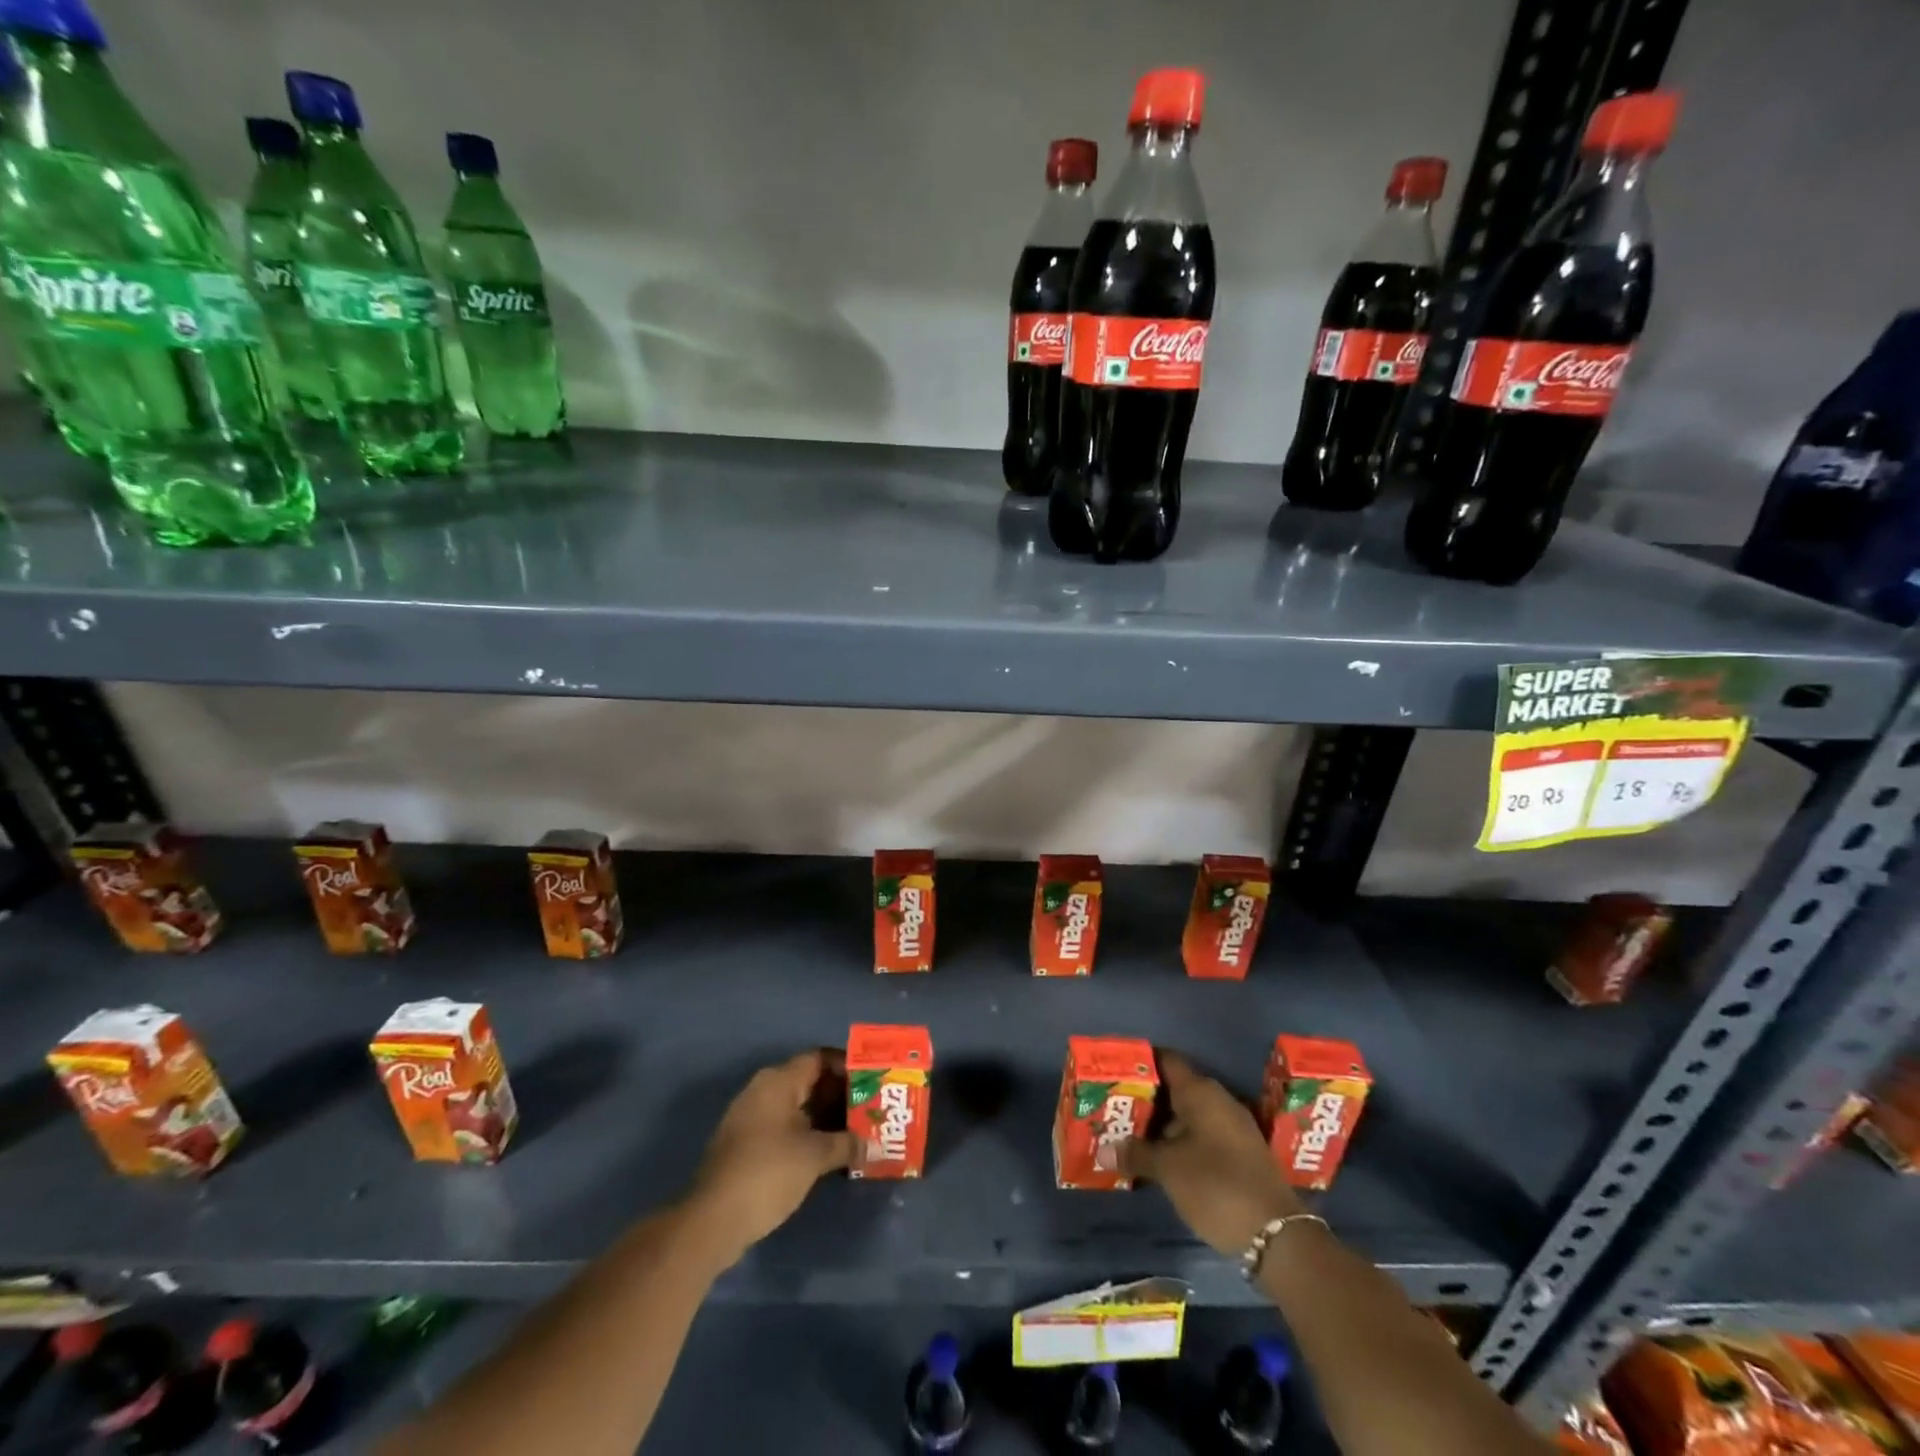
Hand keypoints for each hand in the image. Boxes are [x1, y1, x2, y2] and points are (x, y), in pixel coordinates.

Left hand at [684, 1049, 856, 1266]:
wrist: (712, 1220)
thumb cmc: (768, 1172)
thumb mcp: (815, 1156)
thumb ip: (846, 1143)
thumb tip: (870, 1143)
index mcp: (778, 1081)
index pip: (819, 1058)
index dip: (847, 1066)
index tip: (872, 1082)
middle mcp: (763, 1091)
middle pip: (809, 1082)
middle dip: (840, 1096)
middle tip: (870, 1110)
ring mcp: (752, 1119)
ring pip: (798, 1108)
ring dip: (826, 1119)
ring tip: (856, 1133)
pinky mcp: (747, 1145)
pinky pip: (786, 1128)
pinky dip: (808, 1136)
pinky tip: (829, 1155)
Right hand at [1123, 1050, 1305, 1256]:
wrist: (1277, 1235)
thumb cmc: (1216, 1186)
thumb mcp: (1169, 1170)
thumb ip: (1136, 1153)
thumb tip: (1104, 1148)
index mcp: (1201, 1092)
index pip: (1166, 1061)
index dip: (1140, 1064)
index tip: (1115, 1074)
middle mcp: (1218, 1101)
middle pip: (1175, 1089)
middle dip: (1146, 1100)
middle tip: (1114, 1109)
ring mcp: (1232, 1128)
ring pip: (1187, 1116)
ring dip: (1161, 1126)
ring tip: (1129, 1136)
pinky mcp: (1240, 1154)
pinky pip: (1201, 1136)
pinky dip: (1179, 1142)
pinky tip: (1159, 1160)